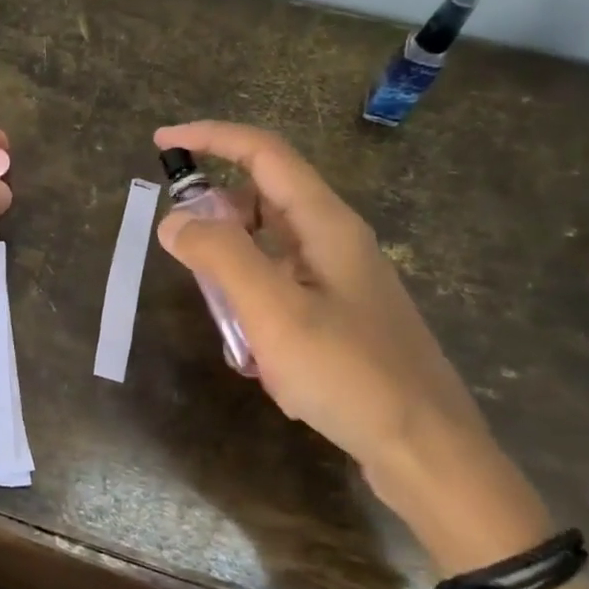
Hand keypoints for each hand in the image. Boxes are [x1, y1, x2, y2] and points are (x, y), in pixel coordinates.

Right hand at [154, 120, 505, 522]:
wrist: (426, 451)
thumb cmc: (349, 373)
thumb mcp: (273, 311)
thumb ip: (219, 256)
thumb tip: (174, 219)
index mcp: (326, 224)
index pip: (264, 154)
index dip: (211, 138)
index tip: (162, 142)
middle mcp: (336, 241)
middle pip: (264, 199)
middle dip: (216, 215)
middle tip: (181, 250)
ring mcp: (341, 281)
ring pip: (269, 249)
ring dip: (233, 269)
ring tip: (220, 316)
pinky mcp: (340, 316)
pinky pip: (281, 289)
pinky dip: (253, 304)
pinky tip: (252, 353)